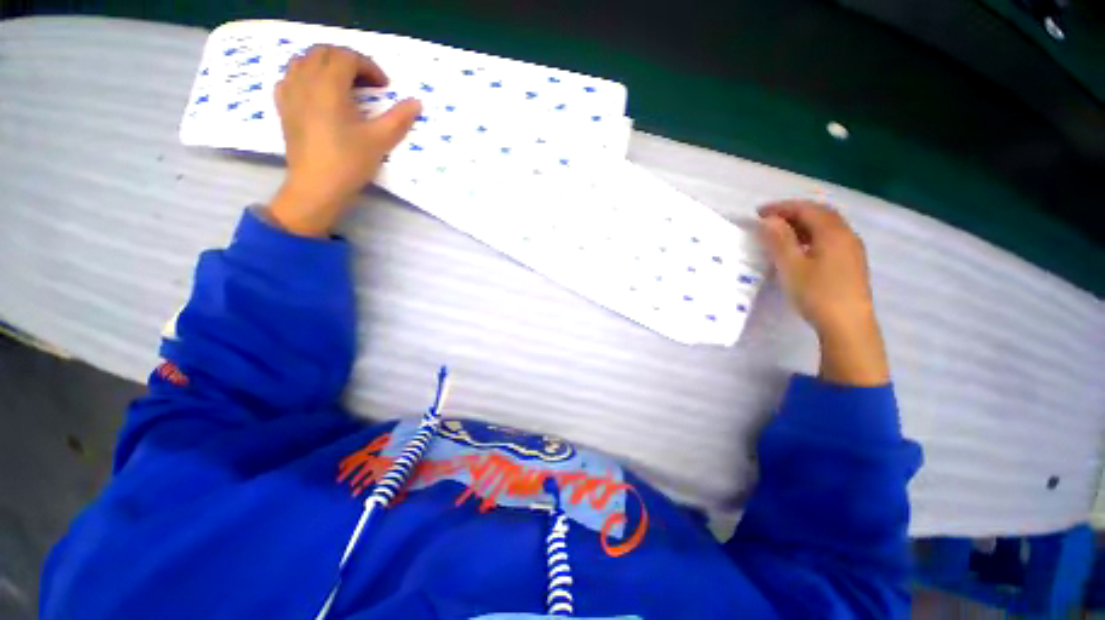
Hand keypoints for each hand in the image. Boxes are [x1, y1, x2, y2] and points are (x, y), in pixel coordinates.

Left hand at [268, 45, 421, 236]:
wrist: (317, 187)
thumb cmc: (349, 162)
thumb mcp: (380, 141)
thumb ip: (399, 119)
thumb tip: (416, 103)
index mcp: (329, 85)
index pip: (347, 57)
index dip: (369, 66)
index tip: (385, 87)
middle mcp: (305, 81)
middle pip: (324, 52)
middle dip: (348, 60)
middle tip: (366, 82)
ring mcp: (290, 93)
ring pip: (304, 60)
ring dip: (326, 64)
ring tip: (343, 85)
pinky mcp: (283, 107)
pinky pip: (290, 78)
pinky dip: (306, 76)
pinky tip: (317, 93)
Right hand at [758, 201, 888, 385]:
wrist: (848, 325)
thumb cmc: (816, 293)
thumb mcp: (791, 266)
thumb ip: (779, 240)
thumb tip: (769, 220)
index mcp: (832, 232)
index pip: (806, 209)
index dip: (781, 207)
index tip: (759, 213)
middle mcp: (846, 235)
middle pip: (820, 214)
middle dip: (793, 212)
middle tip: (769, 220)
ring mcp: (852, 249)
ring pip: (827, 227)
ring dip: (803, 224)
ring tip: (781, 234)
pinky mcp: (852, 263)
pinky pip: (831, 239)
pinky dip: (812, 236)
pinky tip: (801, 250)